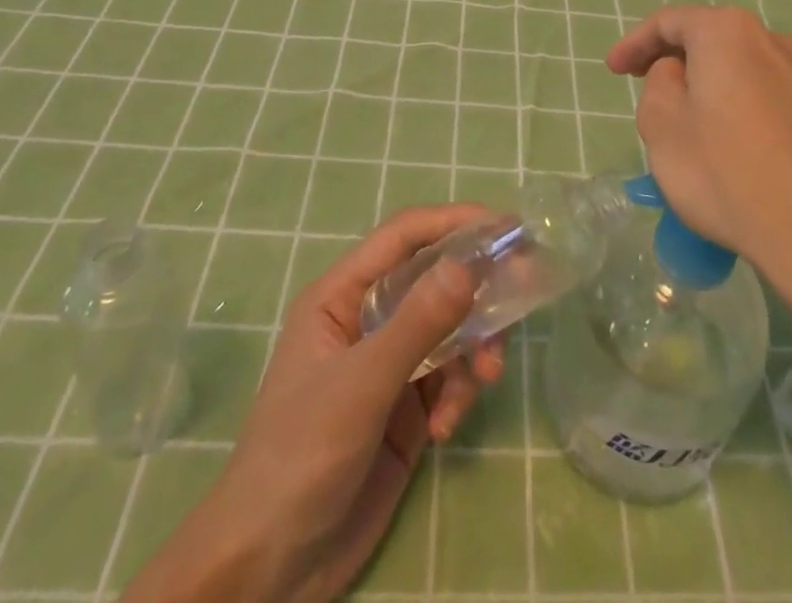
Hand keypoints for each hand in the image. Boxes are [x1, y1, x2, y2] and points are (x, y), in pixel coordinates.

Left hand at [123, 205, 506, 602]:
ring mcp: (388, 364)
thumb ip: (417, 324)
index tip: (506, 227)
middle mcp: (367, 319)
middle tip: (521, 295)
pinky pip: (448, 377)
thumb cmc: (301, 457)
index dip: (454, 222)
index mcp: (342, 295)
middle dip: (475, 291)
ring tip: (484, 381)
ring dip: (473, 349)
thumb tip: (469, 263)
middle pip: (435, 279)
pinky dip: (458, 393)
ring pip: (449, 329)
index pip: (405, 236)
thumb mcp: (361, 385)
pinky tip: (446, 430)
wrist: (270, 571)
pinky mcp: (406, 408)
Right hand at [607, 6, 791, 308]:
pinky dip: (747, 109)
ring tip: (695, 125)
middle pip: (712, 39)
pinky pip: (774, 97)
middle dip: (676, 61)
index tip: (614, 70)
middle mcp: (774, 40)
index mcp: (728, 32)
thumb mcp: (662, 126)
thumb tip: (681, 74)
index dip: (635, 42)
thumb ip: (659, 84)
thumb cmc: (728, 174)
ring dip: (714, 86)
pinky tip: (741, 150)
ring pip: (745, 69)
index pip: (670, 21)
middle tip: (649, 90)